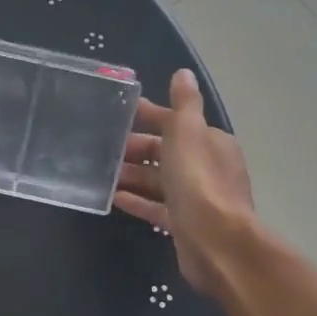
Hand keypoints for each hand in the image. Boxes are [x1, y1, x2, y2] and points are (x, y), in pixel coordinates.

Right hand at [112, 70, 255, 293]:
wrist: (216, 242)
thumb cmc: (198, 180)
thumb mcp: (188, 132)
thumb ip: (184, 103)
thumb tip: (184, 73)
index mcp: (210, 142)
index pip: (175, 122)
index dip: (147, 116)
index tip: (116, 115)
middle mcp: (206, 167)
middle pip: (165, 152)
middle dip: (135, 149)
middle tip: (101, 148)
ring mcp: (196, 198)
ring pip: (158, 181)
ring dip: (132, 175)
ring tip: (100, 174)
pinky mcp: (184, 225)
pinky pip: (156, 207)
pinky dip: (137, 200)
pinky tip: (113, 198)